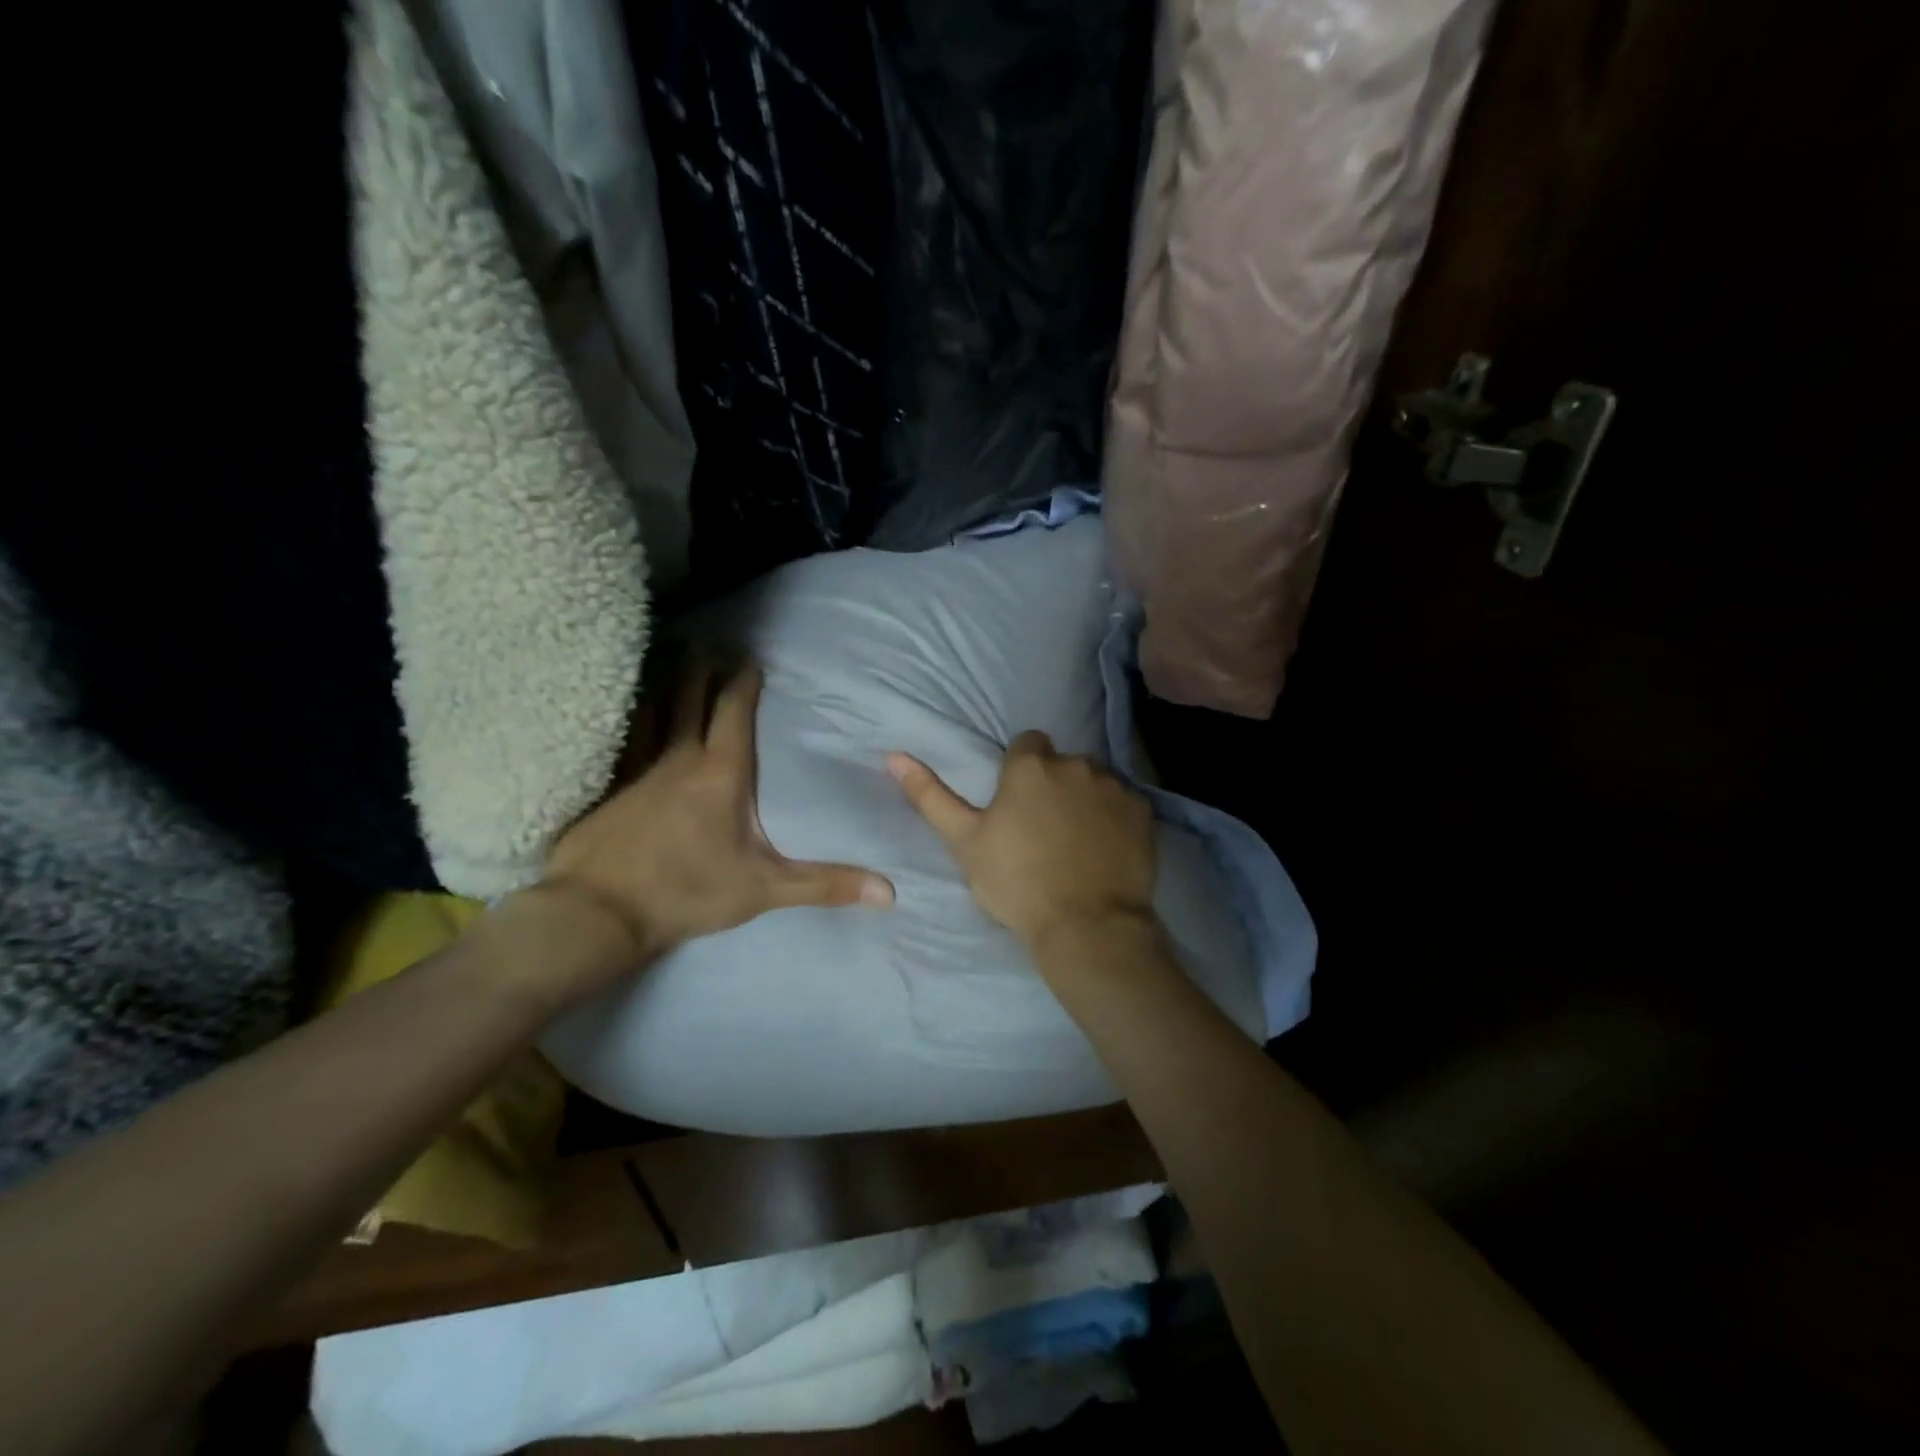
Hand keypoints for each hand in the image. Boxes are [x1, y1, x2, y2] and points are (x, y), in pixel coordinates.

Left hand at [545, 662, 893, 962]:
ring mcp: (638, 767)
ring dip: (667, 682)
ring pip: (654, 709)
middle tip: (711, 641)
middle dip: (703, 667)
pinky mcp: (609, 785)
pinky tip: (630, 712)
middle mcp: (679, 757)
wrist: (597, 912)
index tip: (751, 658)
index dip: (743, 681)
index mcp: (721, 772)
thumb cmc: (687, 892)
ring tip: (672, 658)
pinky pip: (625, 737)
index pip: (734, 710)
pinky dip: (633, 715)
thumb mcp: (764, 889)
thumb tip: (890, 891)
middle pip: (690, 696)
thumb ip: (825, 884)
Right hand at [887, 731, 1156, 952]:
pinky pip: (1124, 803)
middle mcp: (1076, 764)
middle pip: (1062, 763)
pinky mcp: (1144, 810)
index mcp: (1031, 766)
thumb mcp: (964, 841)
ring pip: (1095, 781)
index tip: (1016, 804)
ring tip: (1077, 841)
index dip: (1020, 770)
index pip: (1027, 744)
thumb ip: (931, 796)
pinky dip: (1115, 818)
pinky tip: (1105, 848)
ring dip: (1085, 798)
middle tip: (1044, 828)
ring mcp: (1114, 786)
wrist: (1086, 926)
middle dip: (1054, 784)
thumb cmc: (1017, 882)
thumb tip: (894, 755)